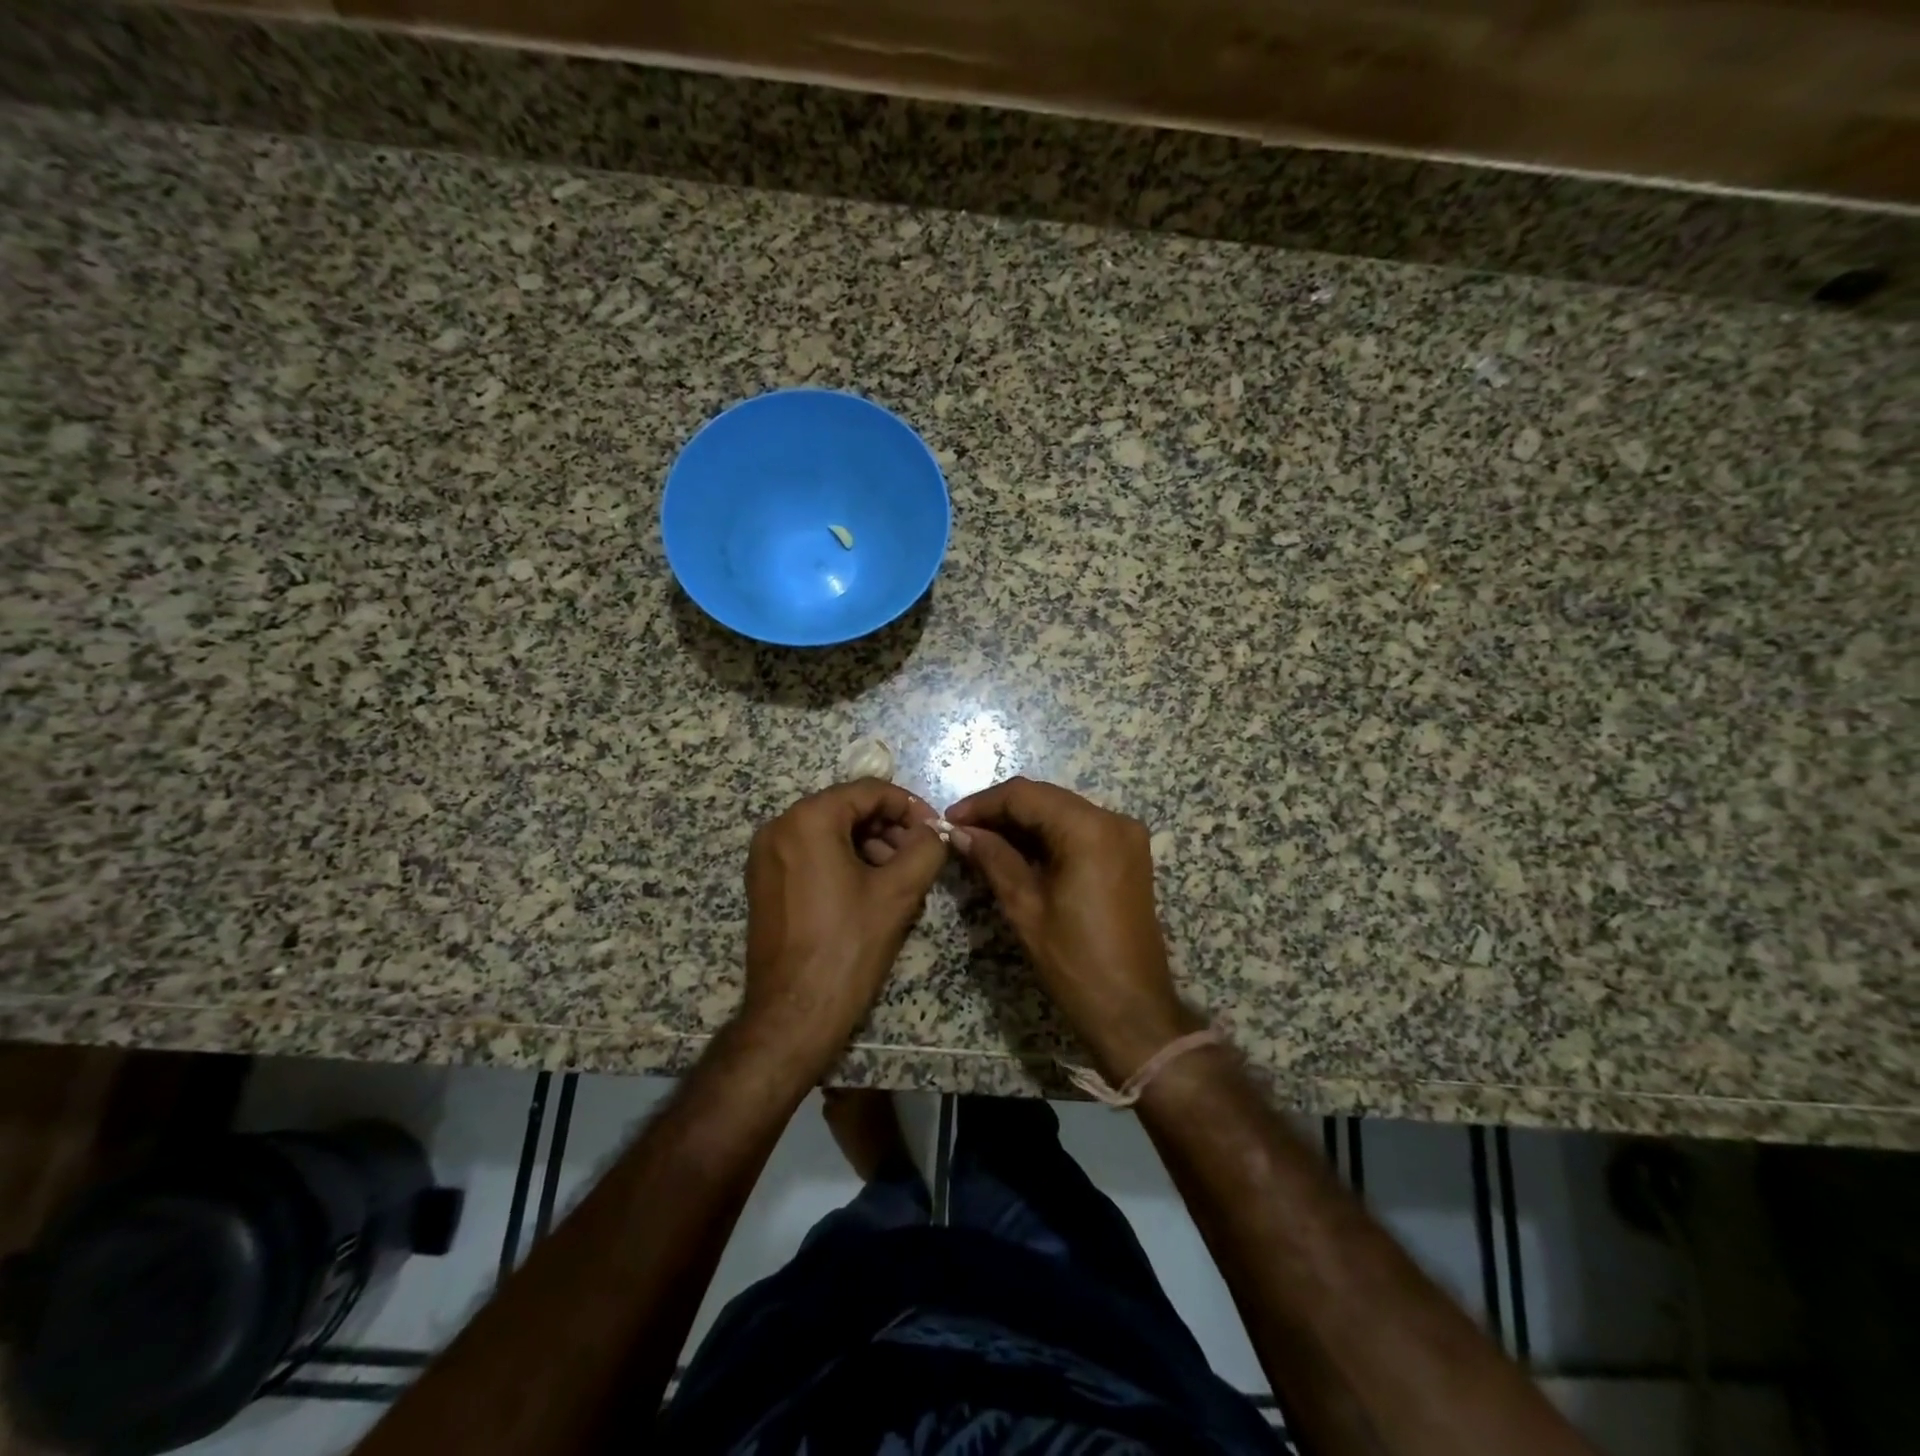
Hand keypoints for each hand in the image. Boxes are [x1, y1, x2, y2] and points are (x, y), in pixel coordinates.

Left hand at [742, 779, 948, 1070]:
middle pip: (847, 809)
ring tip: (900, 877)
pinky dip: (844, 861)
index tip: (935, 831)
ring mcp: (766, 856)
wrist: (794, 1014)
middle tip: (920, 856)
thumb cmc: (848, 946)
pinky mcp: (765, 882)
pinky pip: (812, 854)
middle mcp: (779, 828)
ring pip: (830, 832)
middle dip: (889, 828)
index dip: (909, 806)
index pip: (869, 791)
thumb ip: (926, 848)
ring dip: (870, 846)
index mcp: (807, 820)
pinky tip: (870, 890)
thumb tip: (935, 831)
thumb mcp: (899, 892)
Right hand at [946, 776, 1202, 1081]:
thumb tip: (961, 832)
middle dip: (1000, 812)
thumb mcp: (1025, 907)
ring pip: (1061, 812)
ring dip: (1022, 823)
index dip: (982, 804)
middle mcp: (1113, 820)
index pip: (1025, 795)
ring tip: (981, 842)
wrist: (1132, 1009)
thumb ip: (993, 858)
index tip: (949, 820)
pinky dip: (1046, 836)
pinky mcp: (1127, 855)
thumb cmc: (1075, 961)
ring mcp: (1125, 836)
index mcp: (1089, 829)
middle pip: (1045, 798)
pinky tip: (1015, 852)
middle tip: (961, 832)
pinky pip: (1079, 830)